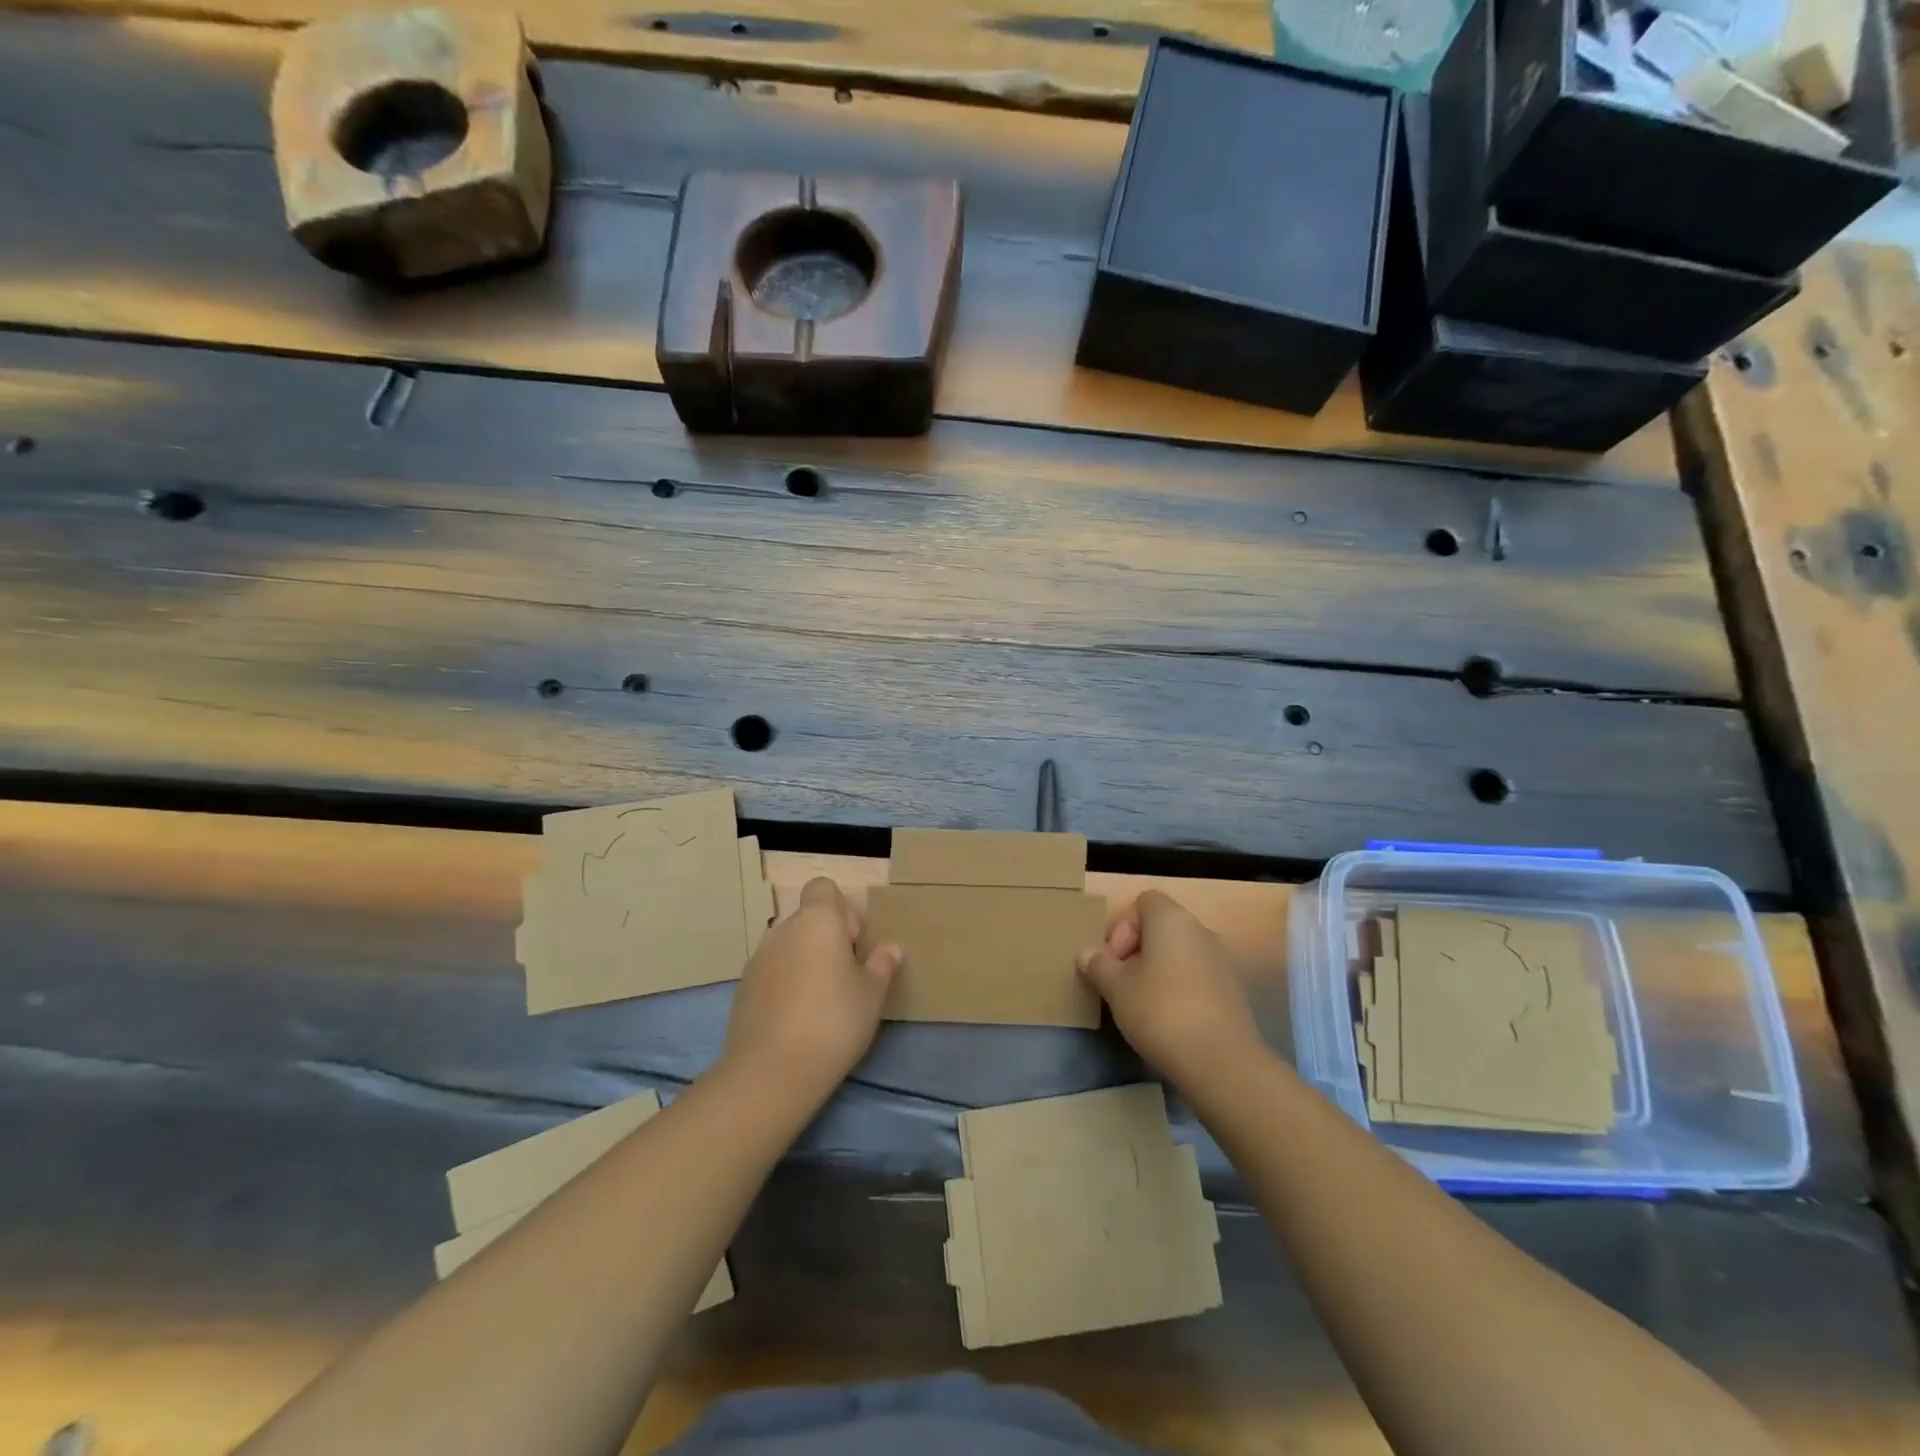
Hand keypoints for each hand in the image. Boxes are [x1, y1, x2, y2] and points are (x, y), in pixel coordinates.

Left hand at [721, 878, 901, 1106]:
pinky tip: (797, 1018)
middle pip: (808, 918)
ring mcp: (758, 959)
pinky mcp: (743, 988)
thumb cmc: (833, 1023)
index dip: (842, 908)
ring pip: (789, 946)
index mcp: (817, 921)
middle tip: (847, 975)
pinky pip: (772, 972)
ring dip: (806, 960)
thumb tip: (891, 948)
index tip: (855, 941)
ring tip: (823, 1000)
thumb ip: (882, 966)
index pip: (823, 888)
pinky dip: (786, 983)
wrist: (770, 1074)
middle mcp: (783, 930)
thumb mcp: (871, 996)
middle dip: (827, 938)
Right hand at [1077, 890, 1264, 1091]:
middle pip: (1160, 927)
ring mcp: (1220, 959)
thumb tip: (1088, 954)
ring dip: (1156, 970)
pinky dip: (1178, 987)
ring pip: (1178, 952)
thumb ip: (1098, 964)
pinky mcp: (1231, 989)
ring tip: (1141, 1004)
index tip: (1113, 960)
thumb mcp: (1116, 987)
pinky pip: (1195, 975)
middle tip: (1120, 983)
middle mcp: (1200, 929)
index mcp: (1171, 918)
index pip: (1143, 902)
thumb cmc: (1160, 1011)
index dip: (1122, 926)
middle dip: (1136, 950)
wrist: (1221, 1062)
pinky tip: (1167, 1019)